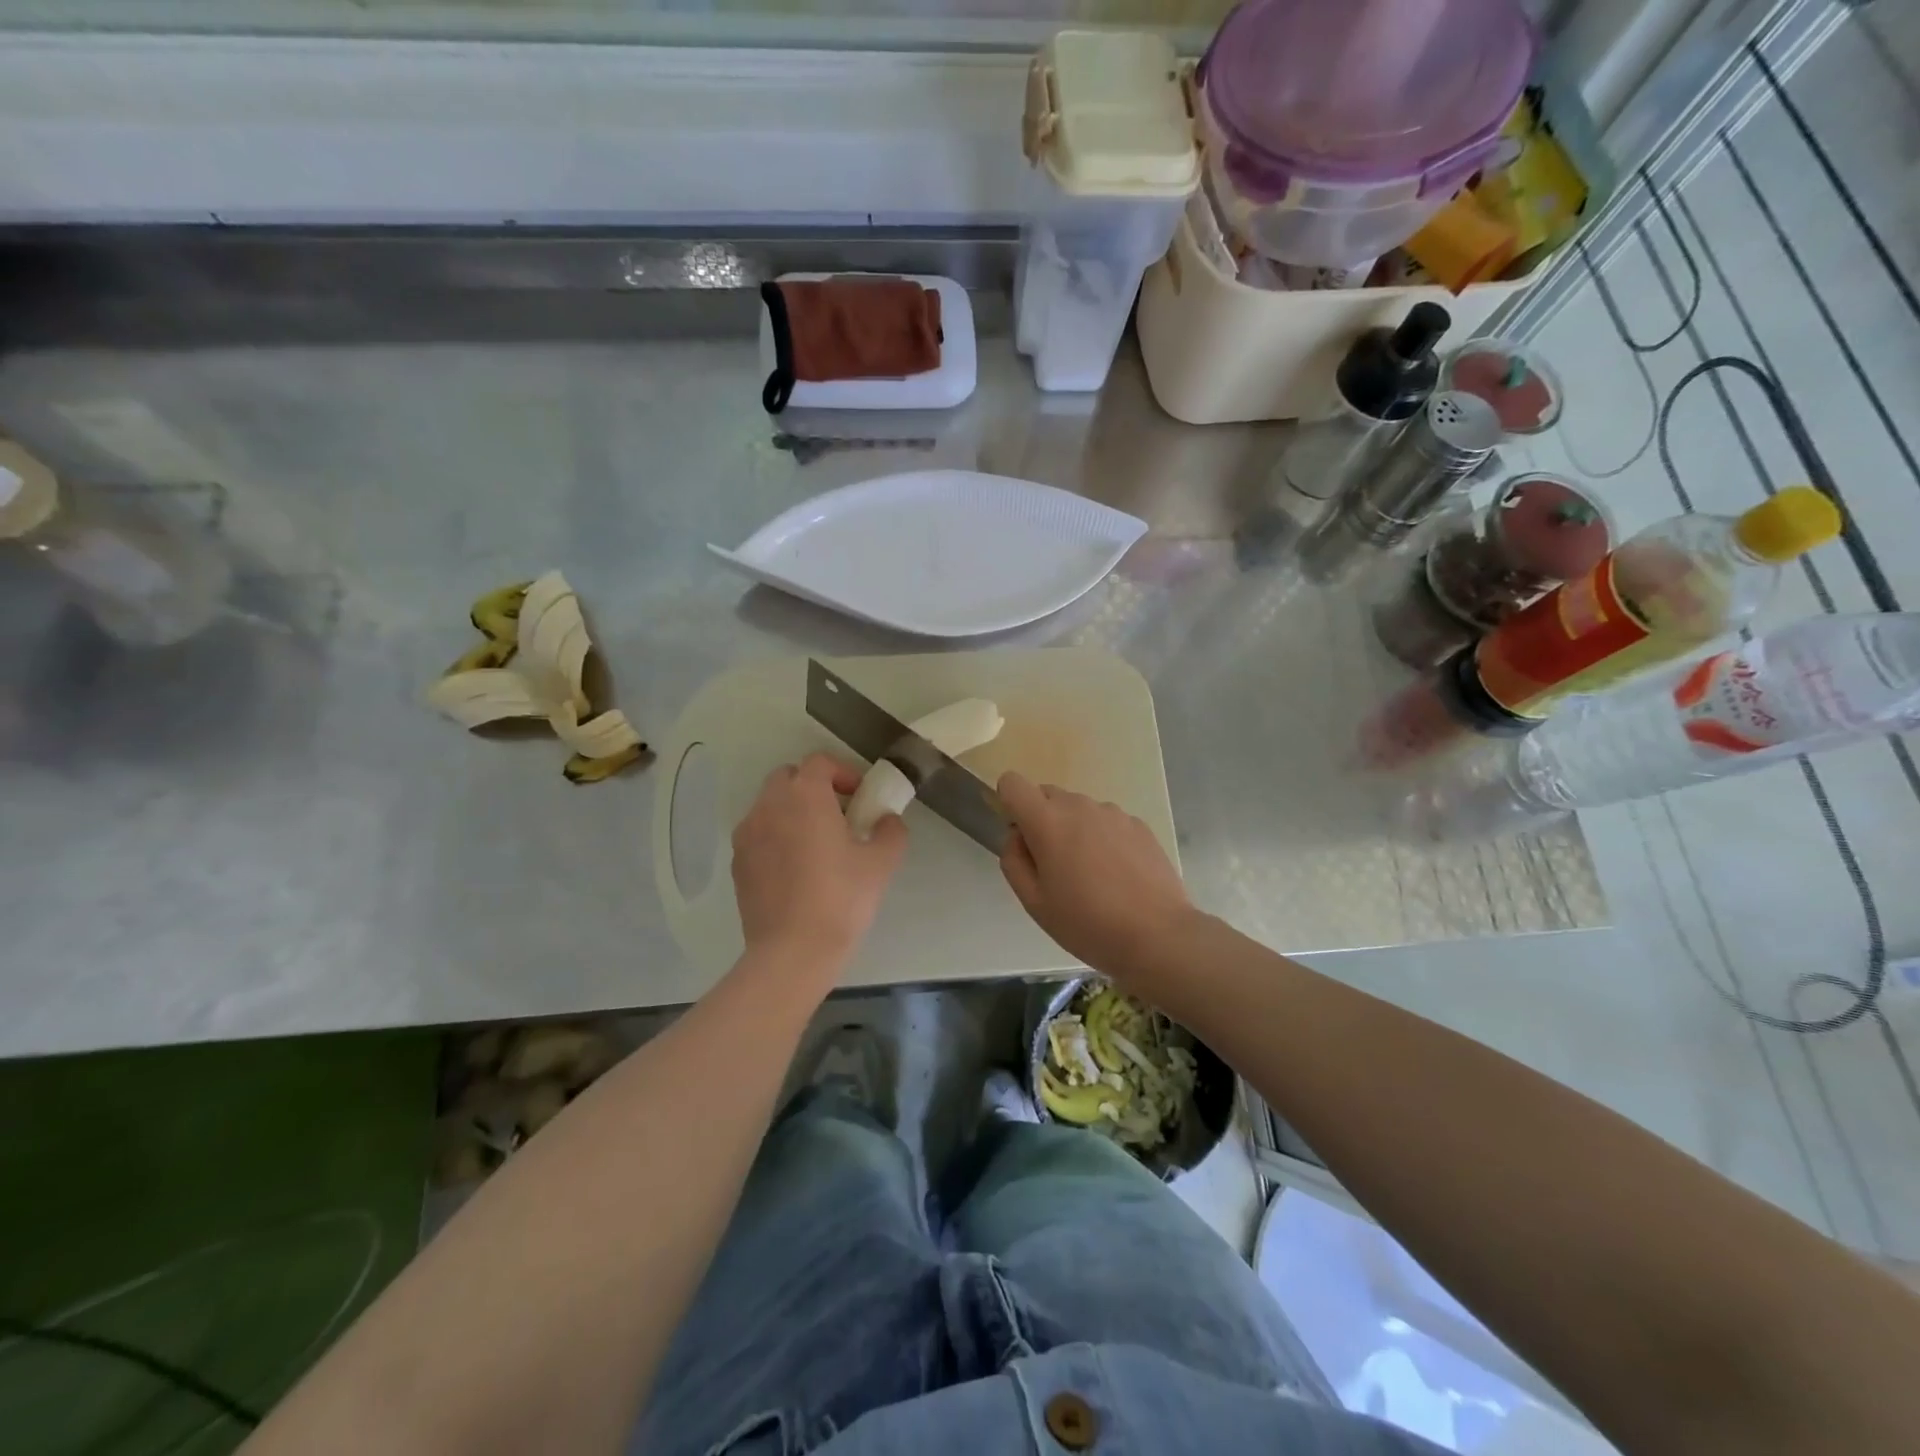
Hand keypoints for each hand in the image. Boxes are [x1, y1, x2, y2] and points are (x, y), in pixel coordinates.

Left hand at [731, 754, 907, 973]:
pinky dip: (776, 836)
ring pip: (770, 805)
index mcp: (805, 796)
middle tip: (839, 814)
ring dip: (793, 811)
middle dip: (813, 787)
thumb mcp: (881, 863)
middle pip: (788, 777)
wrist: (793, 950)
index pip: (820, 761)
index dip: (843, 772)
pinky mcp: (738, 861)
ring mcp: (748, 833)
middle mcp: (769, 805)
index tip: (860, 796)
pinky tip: (795, 869)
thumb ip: (890, 831)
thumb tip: (887, 820)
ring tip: (816, 843)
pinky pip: (758, 833)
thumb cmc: (842, 899)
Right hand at [997, 772, 1197, 984]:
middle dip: (1042, 820)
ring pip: (1079, 809)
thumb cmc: (1086, 923)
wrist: (1157, 935)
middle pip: (1047, 795)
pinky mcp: (1139, 825)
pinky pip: (1107, 822)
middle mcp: (1079, 806)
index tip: (1022, 837)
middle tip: (1054, 866)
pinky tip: (1117, 875)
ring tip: (1091, 875)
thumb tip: (1018, 836)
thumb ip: (1014, 860)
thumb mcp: (1034, 902)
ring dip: (1074, 829)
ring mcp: (1113, 813)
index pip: (1013, 783)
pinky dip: (1103, 838)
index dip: (1009, 804)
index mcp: (1047, 821)